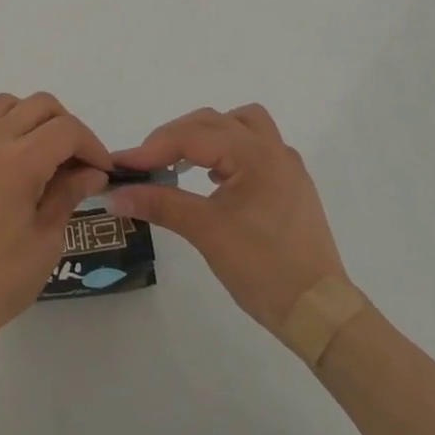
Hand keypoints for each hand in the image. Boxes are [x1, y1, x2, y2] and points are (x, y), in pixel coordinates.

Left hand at [0, 93, 111, 358]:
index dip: (93, 146)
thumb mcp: (45, 243)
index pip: (67, 130)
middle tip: (76, 163)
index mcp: (20, 161)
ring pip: (4, 105)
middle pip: (39, 105)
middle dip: (67, 126)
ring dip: (30, 119)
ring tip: (40, 156)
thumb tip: (91, 172)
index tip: (102, 173)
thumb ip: (68, 196)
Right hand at [107, 104, 349, 334]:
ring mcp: (286, 165)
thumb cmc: (263, 268)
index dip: (151, 148)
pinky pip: (254, 146)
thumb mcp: (206, 232)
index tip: (119, 164)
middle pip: (213, 121)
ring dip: (206, 134)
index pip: (191, 137)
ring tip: (181, 160)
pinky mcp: (291, 184)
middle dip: (174, 137)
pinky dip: (227, 150)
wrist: (319, 313)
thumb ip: (160, 204)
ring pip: (239, 124)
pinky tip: (212, 178)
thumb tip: (116, 195)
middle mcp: (273, 148)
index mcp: (254, 153)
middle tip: (144, 164)